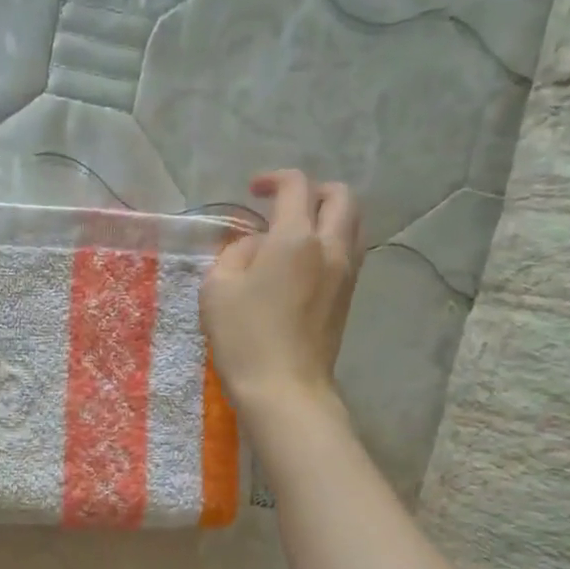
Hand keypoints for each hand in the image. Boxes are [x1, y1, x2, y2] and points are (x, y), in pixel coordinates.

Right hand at [200, 169, 361, 421]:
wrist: (284, 388)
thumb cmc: (244, 338)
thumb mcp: (217, 289)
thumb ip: (235, 254)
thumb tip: (256, 246)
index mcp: (295, 238)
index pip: (296, 186)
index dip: (274, 179)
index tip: (253, 191)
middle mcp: (329, 247)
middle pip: (340, 197)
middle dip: (314, 191)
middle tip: (284, 206)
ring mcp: (345, 274)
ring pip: (351, 225)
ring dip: (327, 217)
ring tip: (295, 235)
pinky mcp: (347, 299)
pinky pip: (348, 253)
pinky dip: (330, 244)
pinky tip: (302, 265)